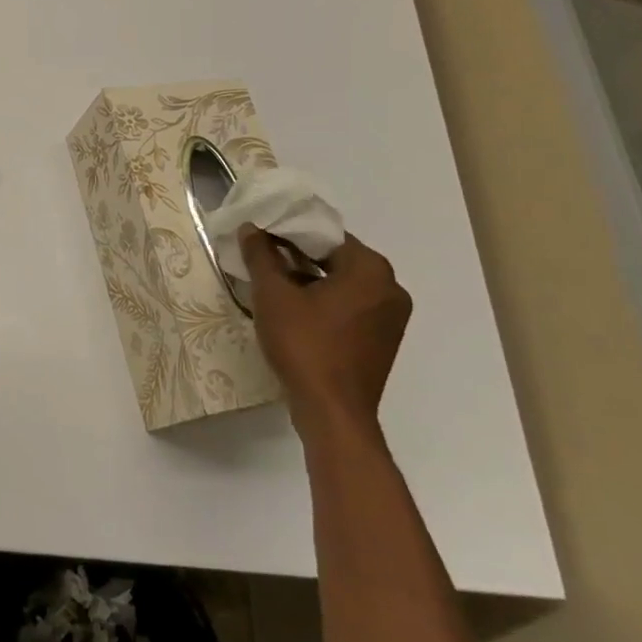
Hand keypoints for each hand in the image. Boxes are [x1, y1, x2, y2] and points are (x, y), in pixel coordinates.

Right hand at [238, 227, 411, 435]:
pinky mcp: (383, 340)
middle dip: (299, 256)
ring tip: (273, 284)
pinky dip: (325, 302)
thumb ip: (261, 256)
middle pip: (336, 258)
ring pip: (343, 284)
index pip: (325, 235)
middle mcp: (390, 287)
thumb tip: (250, 228)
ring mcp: (391, 317)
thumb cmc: (305, 345)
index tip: (260, 236)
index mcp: (370, 269)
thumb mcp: (273, 296)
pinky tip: (294, 311)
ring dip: (310, 280)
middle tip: (262, 257)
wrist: (332, 413)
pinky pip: (351, 307)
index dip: (289, 232)